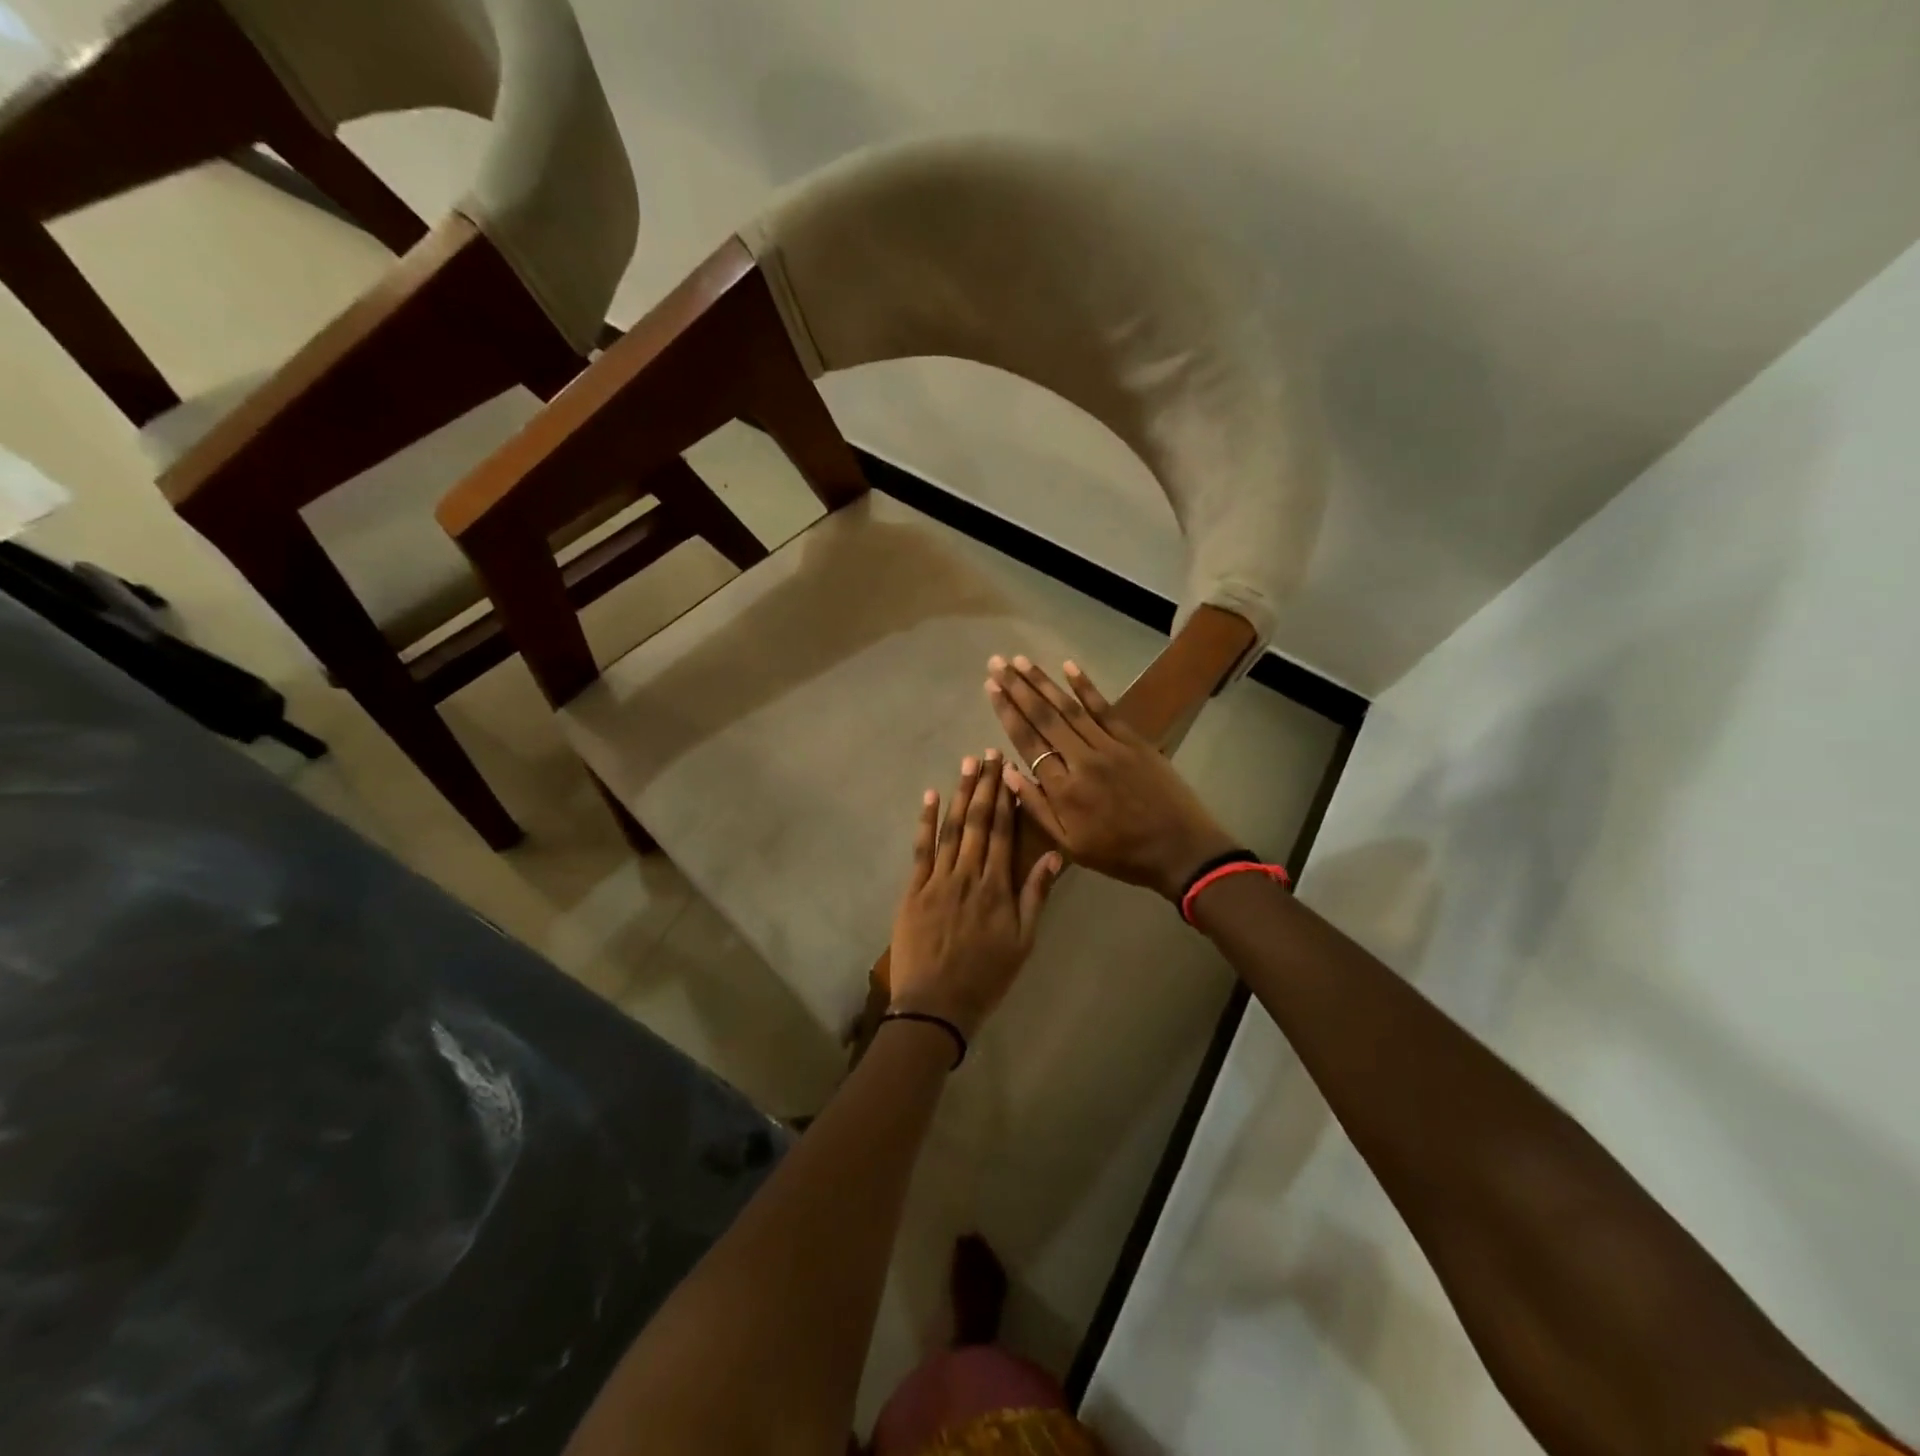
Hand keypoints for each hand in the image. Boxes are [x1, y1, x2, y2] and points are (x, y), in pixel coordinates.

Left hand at [889, 753, 1061, 1038]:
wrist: (937, 1004)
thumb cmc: (986, 976)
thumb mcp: (1024, 941)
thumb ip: (1036, 895)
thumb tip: (1053, 855)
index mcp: (997, 886)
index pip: (1002, 832)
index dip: (1005, 798)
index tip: (1008, 769)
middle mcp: (969, 874)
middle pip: (977, 822)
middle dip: (983, 785)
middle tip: (987, 753)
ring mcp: (938, 880)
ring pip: (951, 829)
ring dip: (959, 794)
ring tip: (966, 764)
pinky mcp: (914, 890)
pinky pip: (921, 849)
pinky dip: (925, 822)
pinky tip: (929, 796)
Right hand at [986, 656, 1235, 900]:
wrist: (1179, 850)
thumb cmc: (1120, 854)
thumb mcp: (1070, 845)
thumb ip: (1037, 808)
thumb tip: (1007, 772)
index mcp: (1063, 790)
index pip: (1027, 742)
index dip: (1007, 713)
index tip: (991, 688)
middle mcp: (1082, 760)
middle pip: (1044, 717)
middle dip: (1017, 688)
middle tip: (997, 663)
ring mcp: (1109, 747)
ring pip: (1069, 708)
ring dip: (1043, 682)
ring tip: (1021, 660)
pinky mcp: (1133, 741)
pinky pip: (1104, 708)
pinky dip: (1085, 686)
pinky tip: (1068, 666)